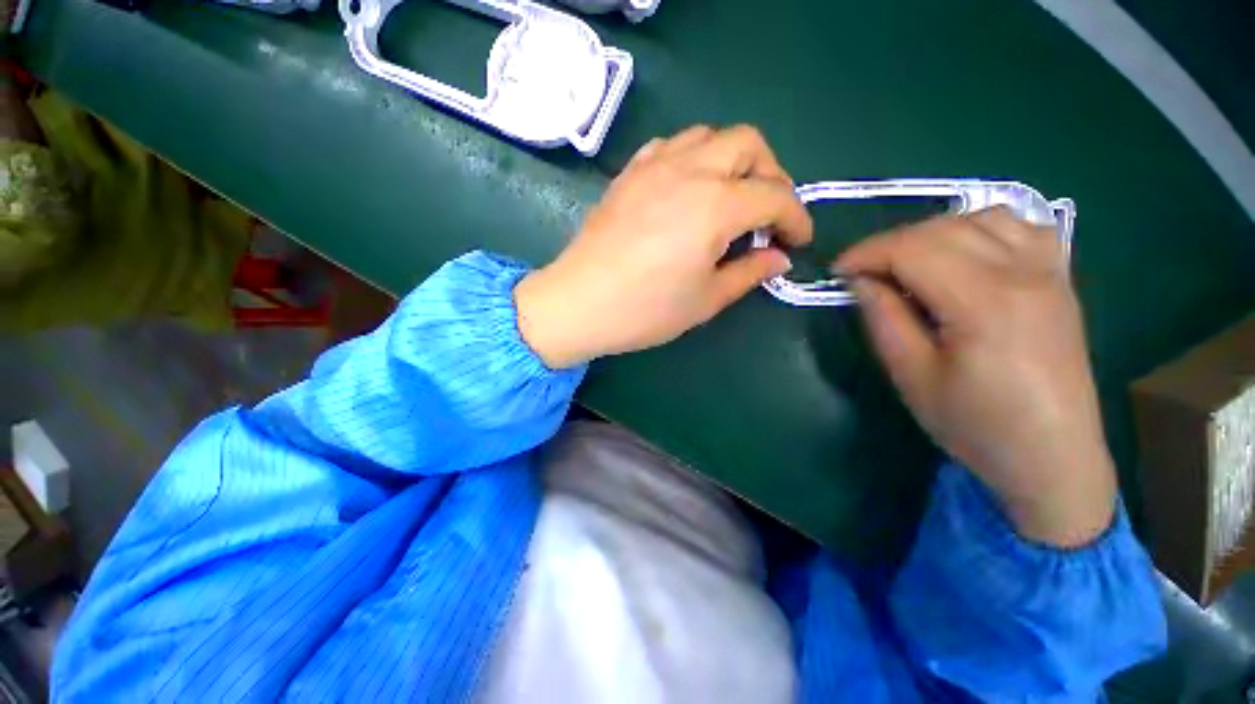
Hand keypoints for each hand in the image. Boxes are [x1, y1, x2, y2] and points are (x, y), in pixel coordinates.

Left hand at [515, 125, 811, 368]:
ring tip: (731, 198)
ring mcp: (654, 166)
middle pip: (748, 144)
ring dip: (733, 160)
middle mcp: (689, 171)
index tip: (797, 241)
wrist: (579, 303)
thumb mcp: (706, 299)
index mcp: (715, 206)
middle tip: (767, 214)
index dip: (795, 217)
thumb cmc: (645, 310)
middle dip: (771, 174)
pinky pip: (672, 146)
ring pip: (710, 136)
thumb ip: (748, 272)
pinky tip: (690, 190)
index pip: (774, 196)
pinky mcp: (630, 174)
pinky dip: (694, 158)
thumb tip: (779, 258)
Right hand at [836, 208, 1116, 547]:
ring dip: (932, 233)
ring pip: (981, 217)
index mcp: (985, 303)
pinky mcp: (1059, 280)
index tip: (837, 272)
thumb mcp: (912, 376)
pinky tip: (962, 254)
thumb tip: (862, 281)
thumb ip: (884, 319)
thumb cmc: (976, 425)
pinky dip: (979, 229)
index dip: (866, 253)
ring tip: (908, 264)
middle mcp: (1023, 273)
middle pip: (943, 229)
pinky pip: (1020, 227)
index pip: (913, 249)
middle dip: (889, 244)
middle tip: (862, 273)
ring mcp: (1048, 271)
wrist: (1052, 456)